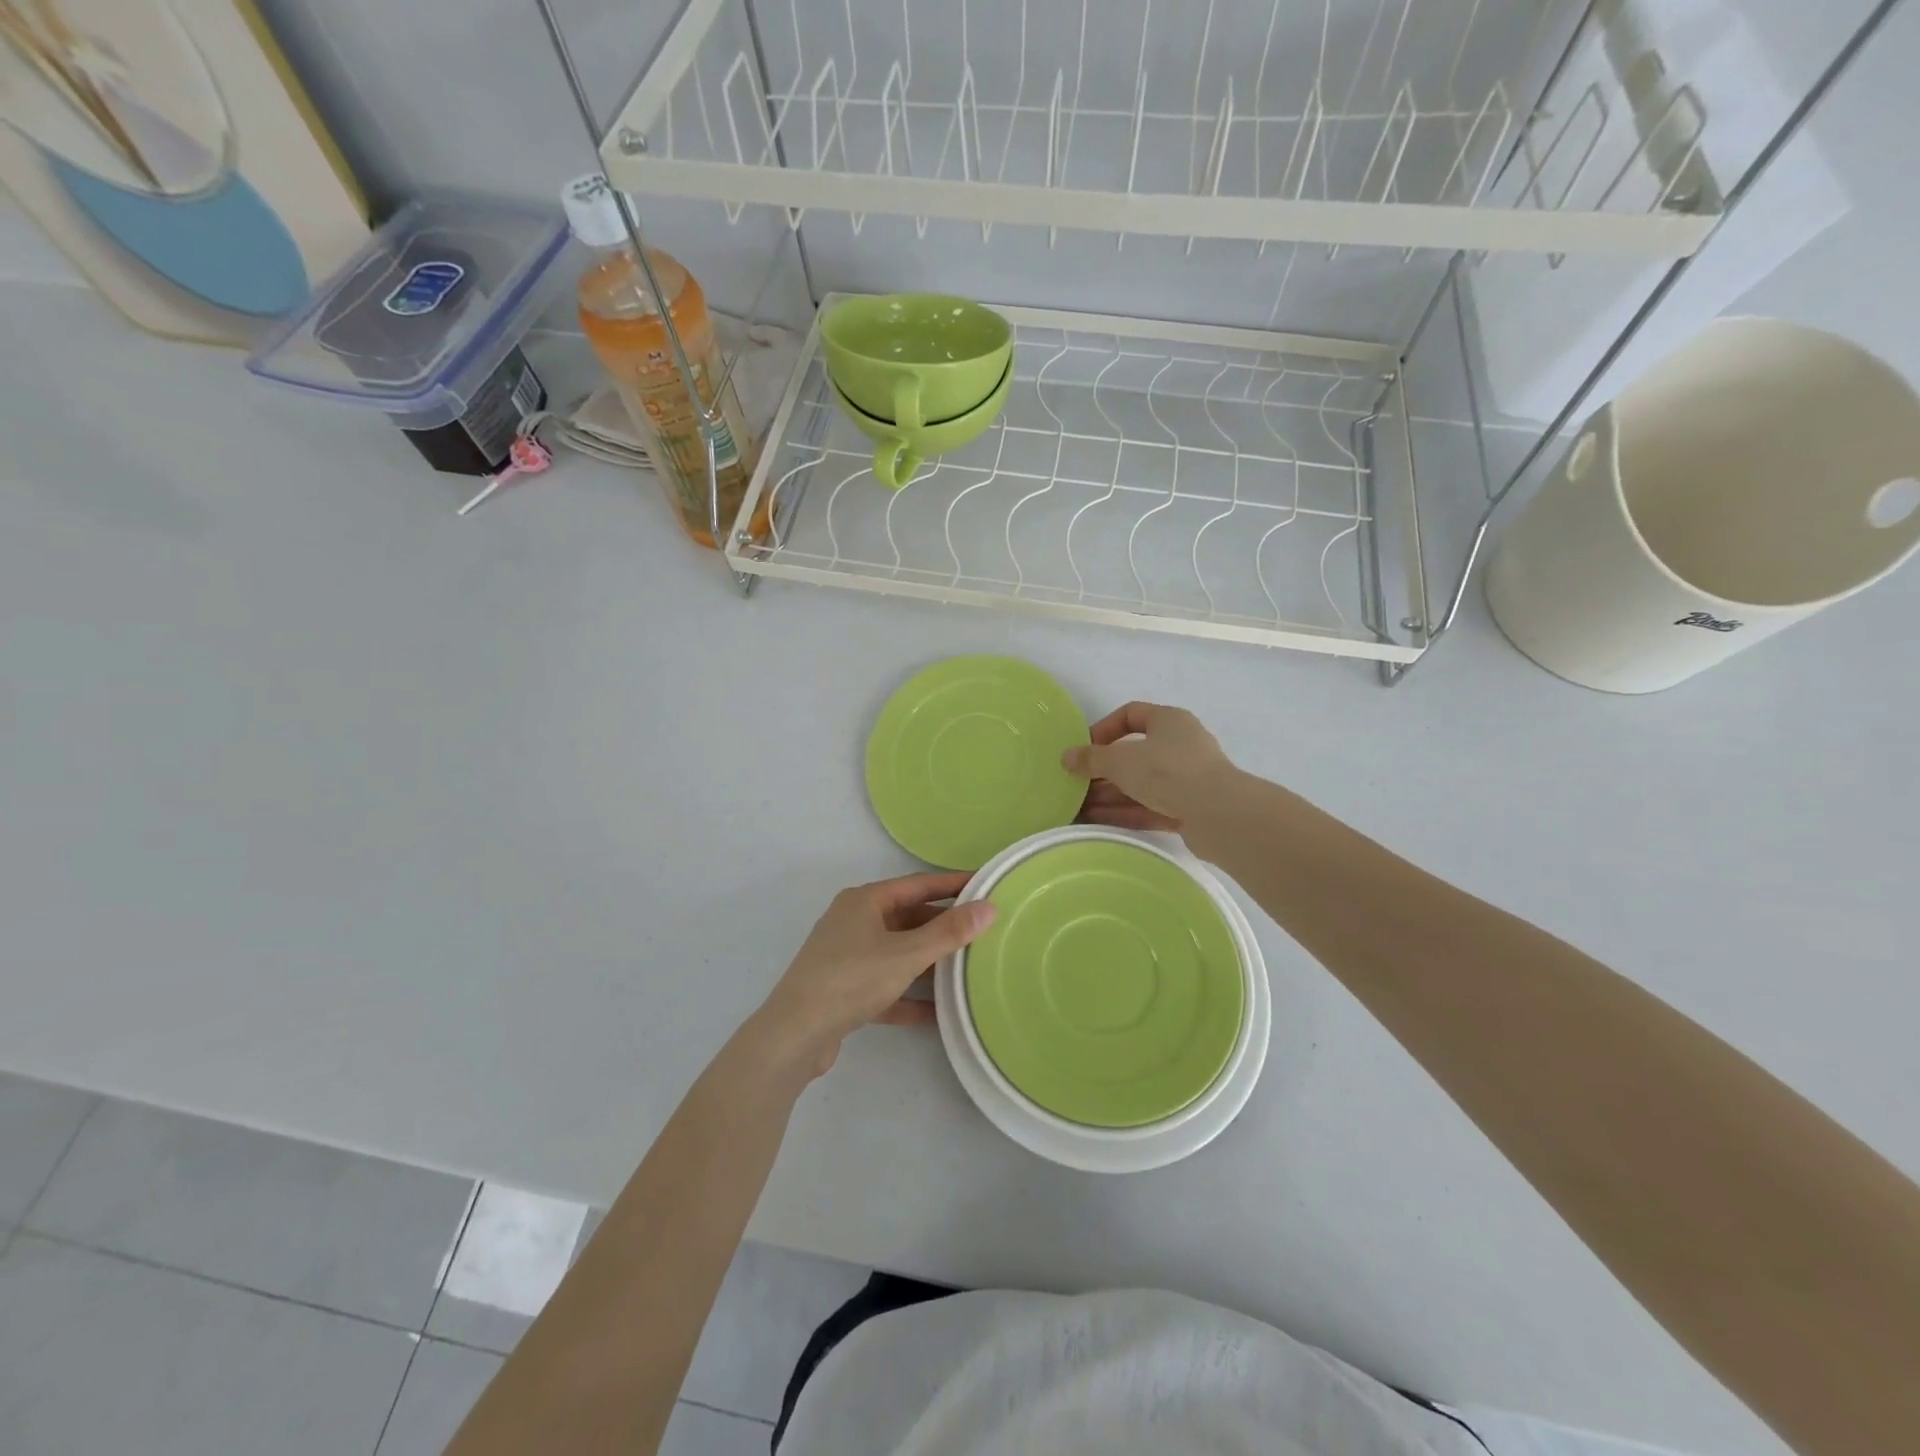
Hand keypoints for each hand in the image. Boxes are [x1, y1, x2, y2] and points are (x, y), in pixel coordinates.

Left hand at [756, 873, 995, 1076]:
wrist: (794, 1035)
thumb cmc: (851, 980)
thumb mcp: (907, 954)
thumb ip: (949, 932)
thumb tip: (988, 907)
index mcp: (864, 901)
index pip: (918, 885)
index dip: (952, 885)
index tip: (985, 885)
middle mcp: (853, 922)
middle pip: (908, 918)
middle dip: (942, 926)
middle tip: (982, 931)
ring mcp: (846, 957)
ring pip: (897, 953)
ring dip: (928, 962)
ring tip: (967, 968)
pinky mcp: (843, 991)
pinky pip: (885, 986)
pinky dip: (909, 995)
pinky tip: (938, 1013)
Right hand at [1063, 702, 1238, 834]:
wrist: (1219, 814)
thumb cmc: (1167, 771)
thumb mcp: (1120, 761)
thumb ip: (1091, 759)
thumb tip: (1066, 757)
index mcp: (1169, 721)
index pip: (1131, 715)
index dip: (1104, 728)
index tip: (1083, 748)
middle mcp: (1180, 745)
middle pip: (1134, 754)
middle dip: (1103, 770)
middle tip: (1076, 784)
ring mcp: (1187, 779)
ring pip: (1141, 783)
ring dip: (1110, 794)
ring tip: (1078, 808)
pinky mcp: (1189, 809)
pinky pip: (1150, 806)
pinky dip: (1125, 811)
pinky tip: (1097, 822)